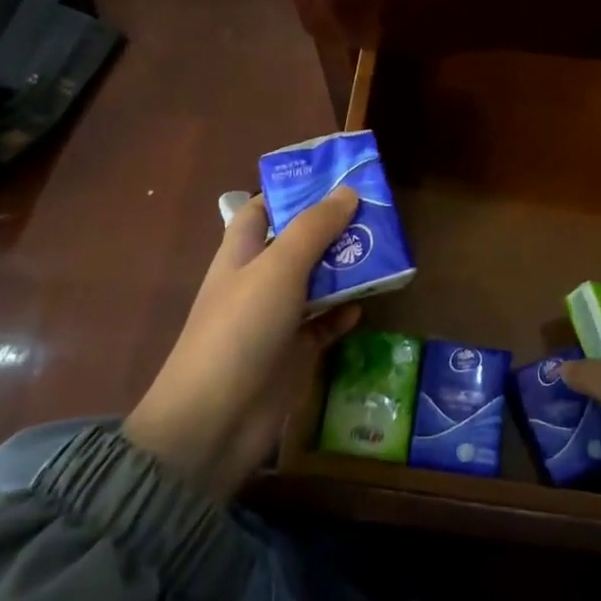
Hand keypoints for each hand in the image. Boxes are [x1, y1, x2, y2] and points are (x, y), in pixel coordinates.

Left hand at [123, 187, 361, 498]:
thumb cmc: (241, 329)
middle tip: (377, 215)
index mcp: (243, 253)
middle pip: (299, 244)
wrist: (216, 420)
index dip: (294, 192)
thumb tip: (349, 191)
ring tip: (384, 252)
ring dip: (345, 269)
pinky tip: (365, 306)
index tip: (336, 180)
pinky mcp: (294, 352)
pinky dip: (343, 314)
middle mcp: (259, 280)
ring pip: (317, 283)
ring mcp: (276, 318)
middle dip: (334, 229)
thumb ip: (314, 228)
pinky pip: (324, 324)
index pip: (264, 209)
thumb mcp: (279, 268)